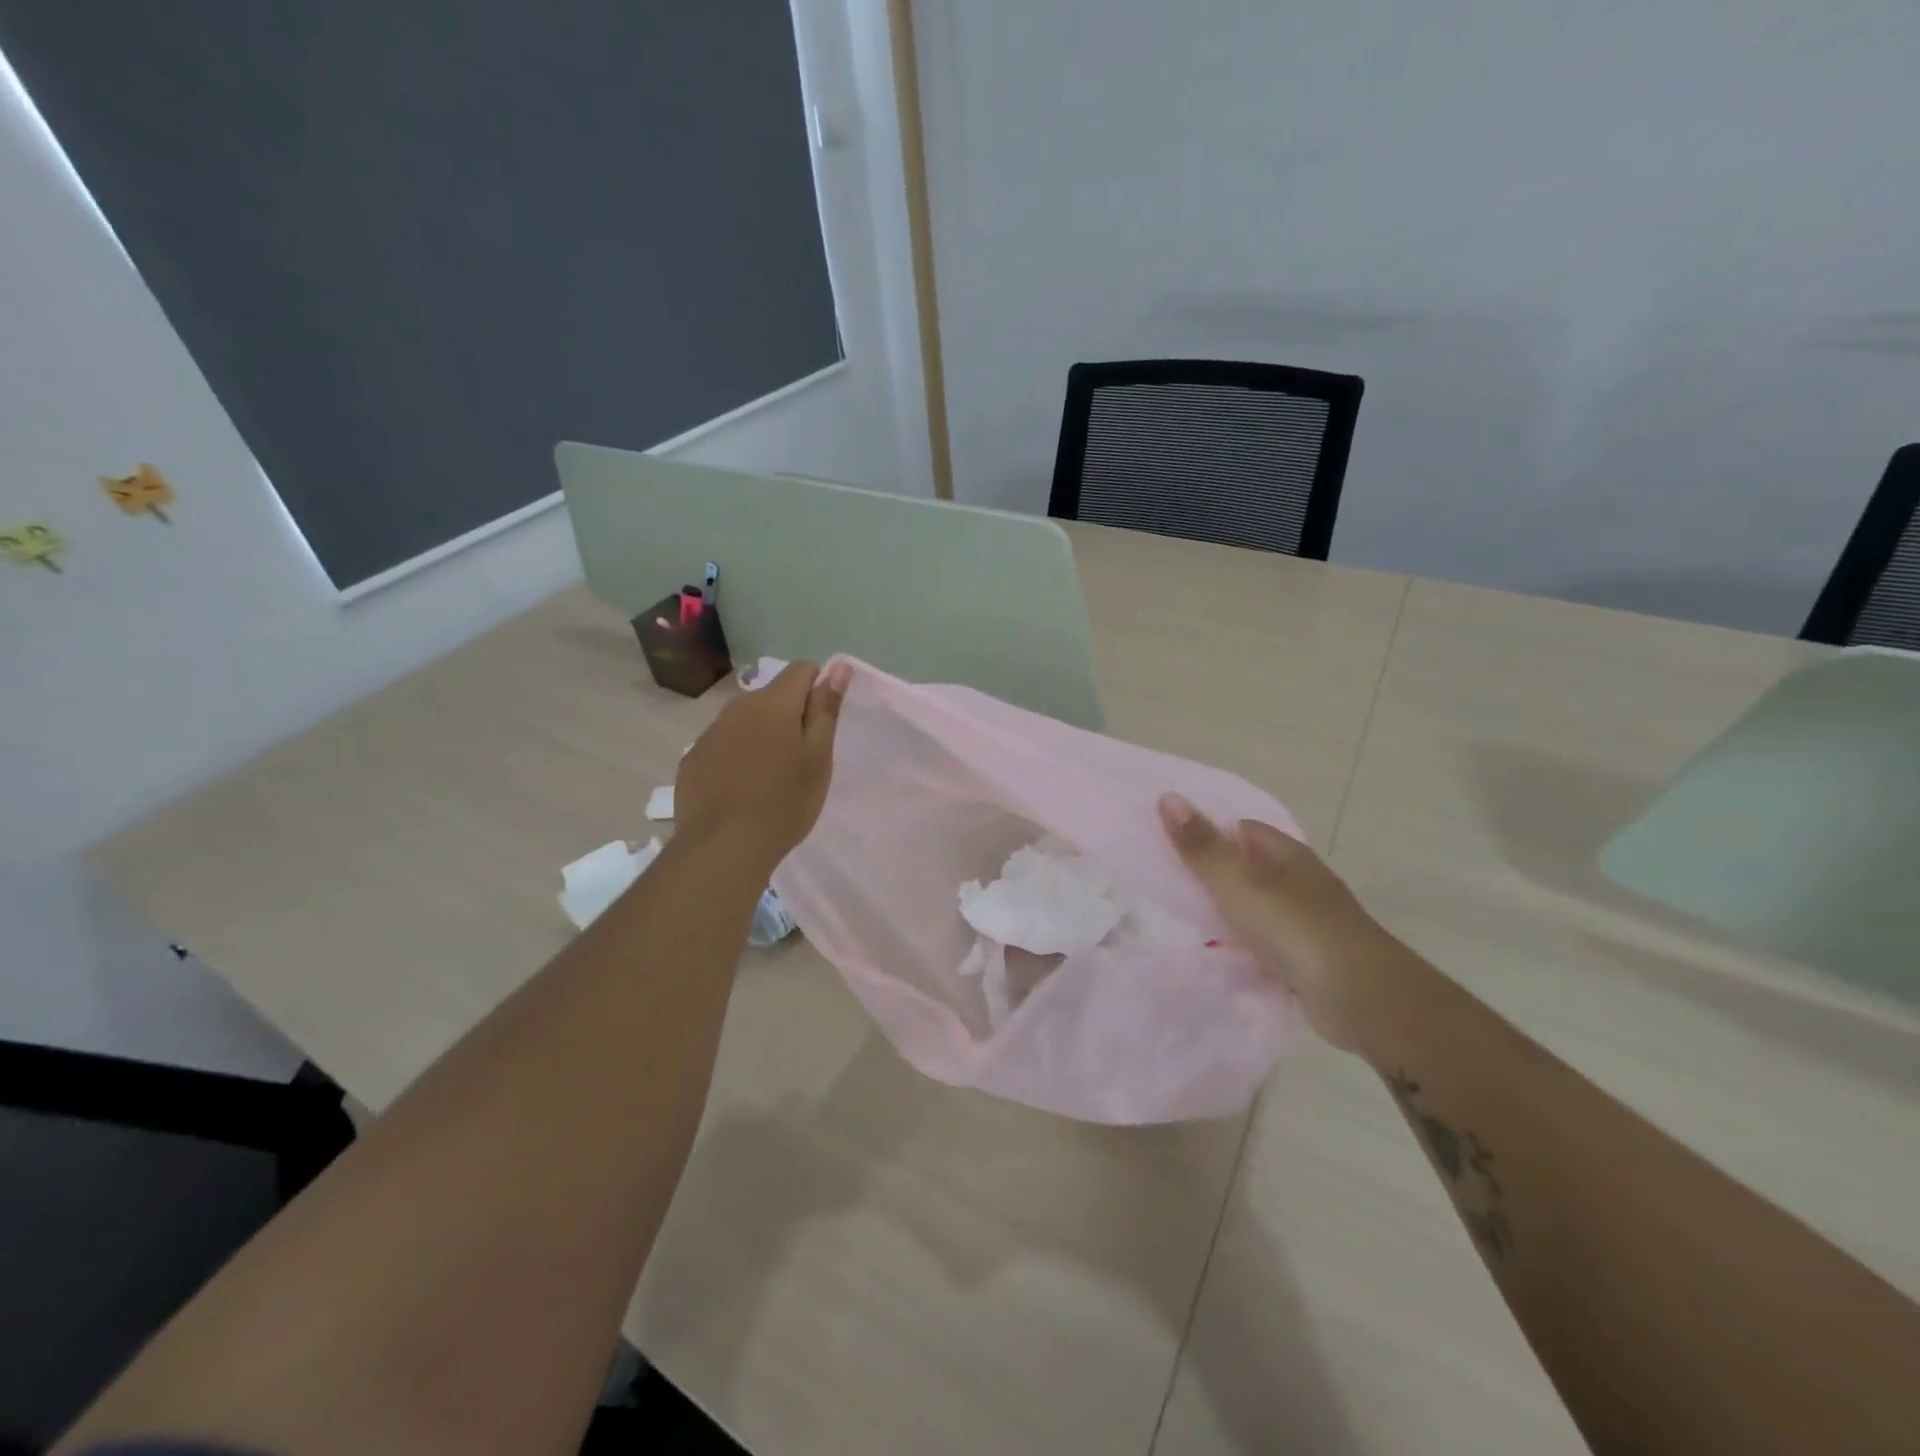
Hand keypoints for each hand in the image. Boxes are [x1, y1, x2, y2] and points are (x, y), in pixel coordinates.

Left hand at [677, 661, 848, 869]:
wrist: (723, 847)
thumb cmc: (784, 802)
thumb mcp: (818, 757)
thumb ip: (826, 709)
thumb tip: (838, 667)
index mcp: (774, 703)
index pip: (802, 670)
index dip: (819, 689)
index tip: (822, 724)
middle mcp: (738, 707)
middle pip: (772, 696)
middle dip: (789, 716)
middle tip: (800, 759)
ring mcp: (710, 732)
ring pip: (745, 721)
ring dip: (761, 735)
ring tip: (769, 777)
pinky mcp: (692, 759)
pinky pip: (722, 745)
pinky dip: (736, 756)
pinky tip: (740, 790)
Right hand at [1159, 792, 1403, 1053]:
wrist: (1359, 997)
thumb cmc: (1294, 927)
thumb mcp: (1237, 881)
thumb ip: (1201, 845)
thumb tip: (1168, 797)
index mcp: (1288, 854)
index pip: (1242, 830)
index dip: (1208, 834)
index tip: (1171, 848)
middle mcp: (1301, 882)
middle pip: (1249, 869)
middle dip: (1213, 877)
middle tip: (1167, 887)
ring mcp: (1308, 923)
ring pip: (1256, 910)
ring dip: (1228, 916)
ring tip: (1182, 924)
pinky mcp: (1310, 961)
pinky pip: (1265, 945)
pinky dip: (1244, 949)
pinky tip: (1219, 959)